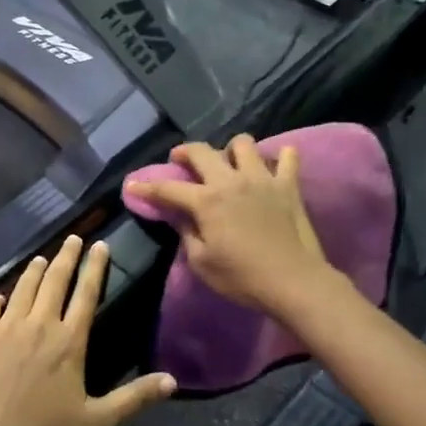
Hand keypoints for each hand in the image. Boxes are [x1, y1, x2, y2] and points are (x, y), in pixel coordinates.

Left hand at [0, 236, 175, 425]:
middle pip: (54, 281)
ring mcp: (4, 329)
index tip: (99, 245)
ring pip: (22, 289)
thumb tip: (173, 381)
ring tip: (42, 259)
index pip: (86, 293)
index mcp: (69, 341)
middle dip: (66, 256)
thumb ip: (134, 398)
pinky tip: (0, 298)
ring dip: (34, 271)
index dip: (95, 266)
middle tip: (73, 238)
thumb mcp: (97, 422)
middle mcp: (38, 325)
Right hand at [125, 136, 333, 316]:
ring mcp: (263, 179)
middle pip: (202, 151)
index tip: (132, 185)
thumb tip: (179, 216)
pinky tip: (274, 166)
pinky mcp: (289, 185)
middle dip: (184, 152)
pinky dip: (280, 157)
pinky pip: (288, 157)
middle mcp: (231, 180)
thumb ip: (187, 233)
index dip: (146, 187)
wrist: (293, 281)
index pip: (168, 188)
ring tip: (229, 163)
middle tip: (179, 160)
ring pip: (243, 144)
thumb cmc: (241, 277)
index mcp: (206, 201)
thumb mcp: (201, 262)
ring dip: (231, 149)